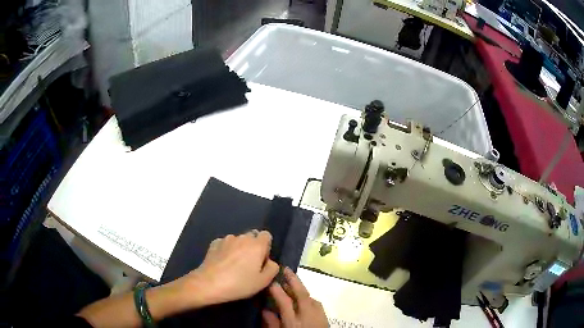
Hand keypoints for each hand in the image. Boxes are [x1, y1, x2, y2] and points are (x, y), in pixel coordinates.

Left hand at [176, 230, 279, 306]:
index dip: (266, 247)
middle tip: (249, 265)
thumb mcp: (263, 281)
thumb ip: (272, 268)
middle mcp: (242, 237)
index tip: (262, 260)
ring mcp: (226, 239)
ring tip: (234, 265)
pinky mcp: (214, 243)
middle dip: (253, 247)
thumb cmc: (239, 283)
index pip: (266, 235)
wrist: (209, 283)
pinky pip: (225, 244)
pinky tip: (222, 263)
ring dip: (239, 248)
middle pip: (252, 237)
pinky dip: (226, 250)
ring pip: (238, 240)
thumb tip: (270, 261)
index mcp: (257, 245)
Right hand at [262, 267, 328, 327]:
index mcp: (293, 321)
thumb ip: (272, 323)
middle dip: (293, 280)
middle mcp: (308, 315)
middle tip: (285, 268)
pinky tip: (301, 298)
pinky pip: (315, 302)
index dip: (276, 290)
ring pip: (309, 296)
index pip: (284, 301)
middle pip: (301, 294)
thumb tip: (264, 310)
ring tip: (290, 282)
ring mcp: (319, 314)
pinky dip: (307, 297)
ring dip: (300, 288)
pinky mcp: (325, 316)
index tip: (269, 281)